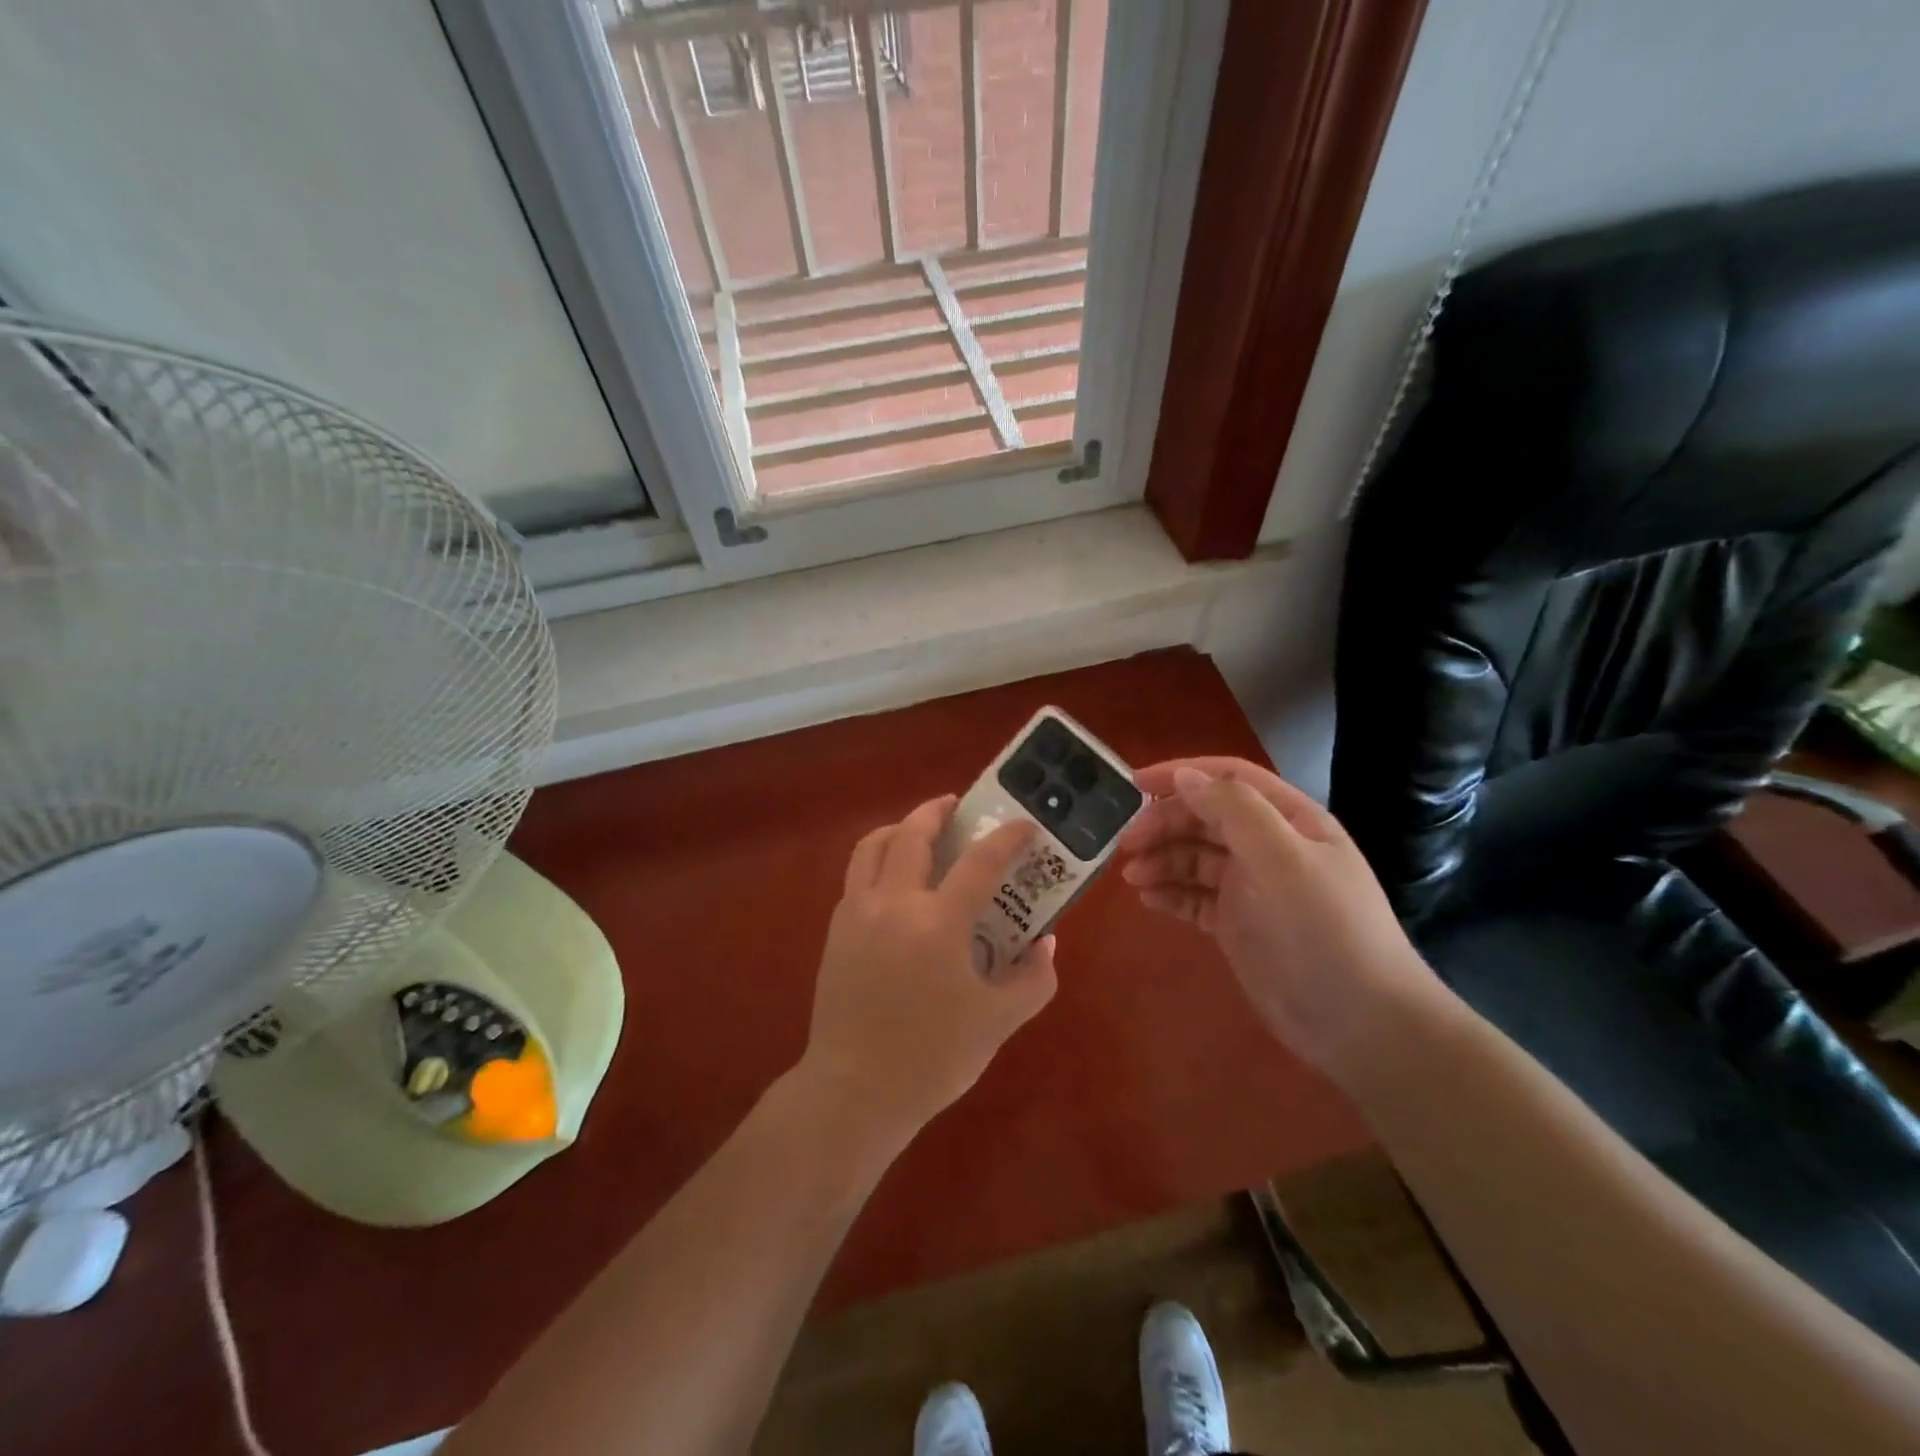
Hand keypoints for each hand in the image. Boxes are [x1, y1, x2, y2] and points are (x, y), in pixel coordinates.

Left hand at [799, 796, 1057, 1148]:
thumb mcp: (998, 1022)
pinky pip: (857, 875)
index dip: (1007, 838)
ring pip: (873, 846)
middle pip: (913, 835)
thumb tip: (1045, 943)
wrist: (855, 1090)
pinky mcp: (836, 930)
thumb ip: (1033, 978)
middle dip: (937, 811)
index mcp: (938, 923)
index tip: (1024, 825)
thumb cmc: (933, 1057)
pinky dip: (878, 859)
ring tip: (919, 830)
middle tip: (957, 806)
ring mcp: (858, 913)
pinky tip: (894, 879)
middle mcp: (894, 903)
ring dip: (899, 828)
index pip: (980, 862)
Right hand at [1118, 758, 1446, 1083]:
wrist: (1361, 1023)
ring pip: (1195, 858)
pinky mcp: (1238, 923)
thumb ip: (1234, 811)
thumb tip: (1184, 776)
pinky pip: (1194, 897)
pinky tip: (1148, 900)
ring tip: (1133, 878)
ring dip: (1162, 860)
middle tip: (1126, 845)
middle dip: (1164, 824)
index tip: (1133, 785)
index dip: (1181, 775)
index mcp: (1289, 820)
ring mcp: (1252, 887)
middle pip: (1205, 818)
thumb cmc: (1326, 930)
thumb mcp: (1283, 859)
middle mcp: (1269, 846)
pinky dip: (1170, 893)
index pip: (1229, 779)